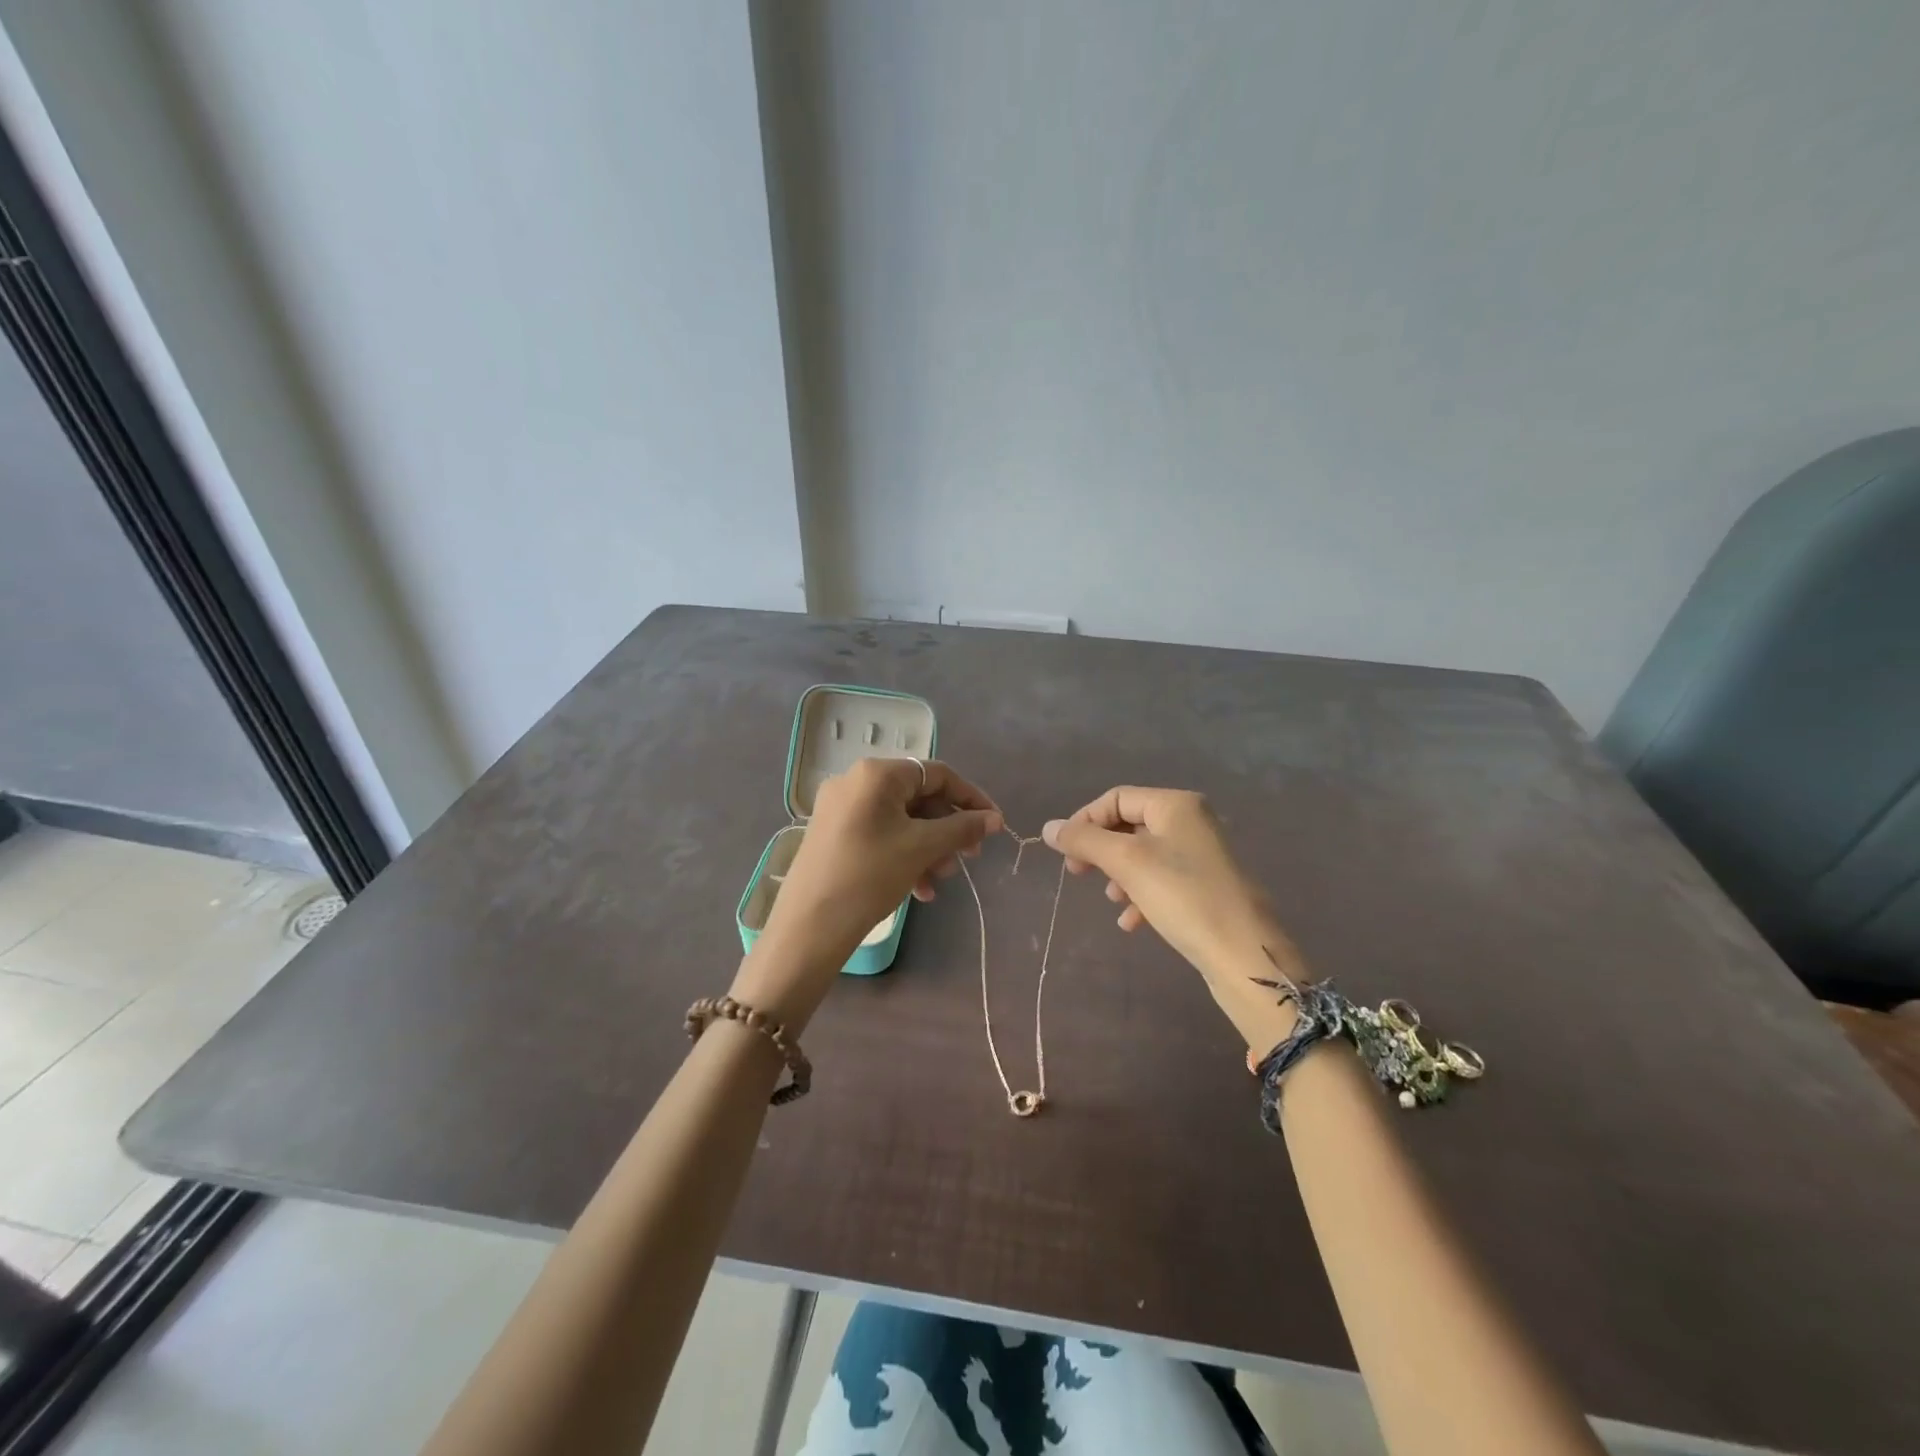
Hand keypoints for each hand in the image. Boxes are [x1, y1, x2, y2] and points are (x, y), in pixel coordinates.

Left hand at [732, 758, 1001, 1028]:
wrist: (809, 925)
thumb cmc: (870, 875)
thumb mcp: (922, 848)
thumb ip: (962, 828)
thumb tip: (994, 819)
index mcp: (876, 774)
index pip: (937, 774)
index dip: (970, 798)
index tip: (993, 825)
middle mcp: (855, 782)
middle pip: (918, 797)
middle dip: (947, 829)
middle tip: (968, 859)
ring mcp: (841, 808)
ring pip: (901, 820)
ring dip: (929, 847)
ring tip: (940, 880)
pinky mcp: (833, 834)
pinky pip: (881, 834)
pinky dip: (904, 855)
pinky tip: (919, 890)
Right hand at [1042, 787, 1295, 987]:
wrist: (1244, 954)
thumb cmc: (1183, 896)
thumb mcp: (1127, 863)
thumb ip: (1084, 841)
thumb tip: (1048, 827)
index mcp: (1176, 805)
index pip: (1116, 798)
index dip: (1085, 820)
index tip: (1066, 852)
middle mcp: (1192, 822)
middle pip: (1129, 825)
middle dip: (1101, 849)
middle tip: (1078, 873)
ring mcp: (1202, 855)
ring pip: (1143, 855)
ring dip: (1119, 875)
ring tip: (1112, 900)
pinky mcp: (1206, 887)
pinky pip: (1162, 881)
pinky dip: (1141, 895)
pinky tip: (1132, 923)